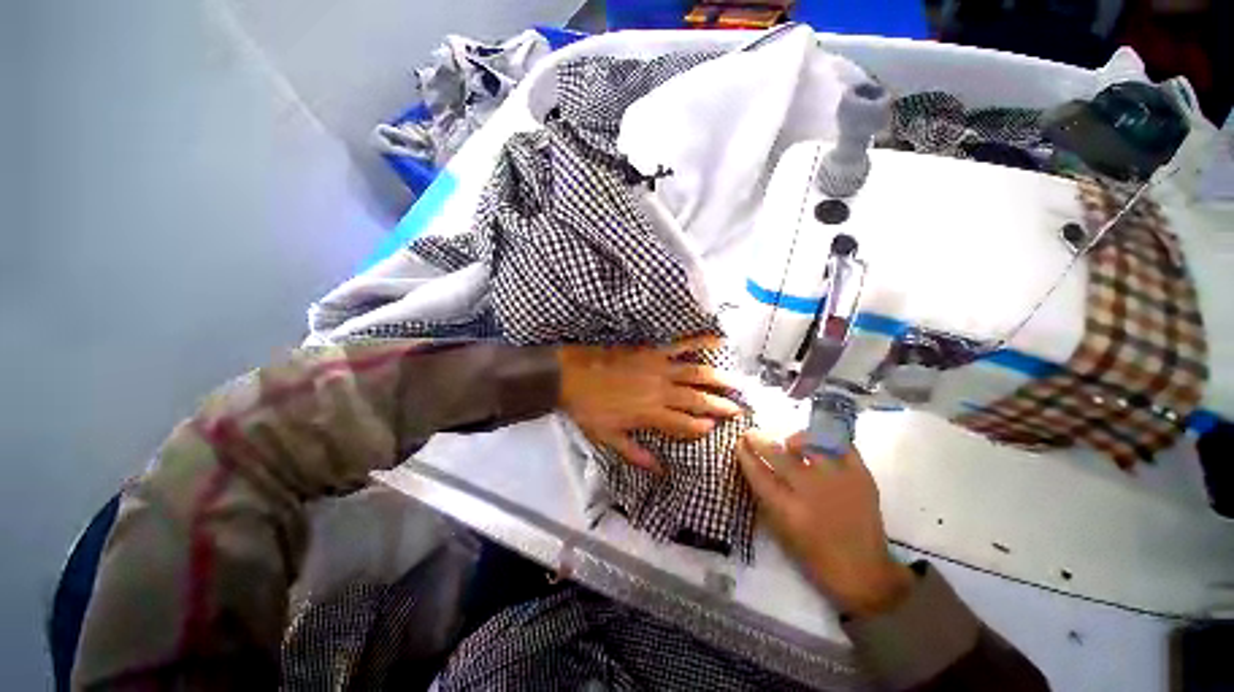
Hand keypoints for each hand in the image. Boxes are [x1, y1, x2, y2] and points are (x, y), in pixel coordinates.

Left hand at [557, 335, 742, 472]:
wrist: (569, 376)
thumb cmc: (587, 409)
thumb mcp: (607, 438)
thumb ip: (635, 454)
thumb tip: (659, 470)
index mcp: (651, 415)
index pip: (685, 425)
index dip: (702, 428)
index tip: (717, 428)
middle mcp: (661, 392)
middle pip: (697, 400)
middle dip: (720, 405)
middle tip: (741, 409)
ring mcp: (658, 368)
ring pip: (695, 375)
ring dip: (719, 379)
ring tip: (739, 383)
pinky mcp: (651, 351)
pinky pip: (680, 345)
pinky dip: (700, 342)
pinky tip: (718, 341)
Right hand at [736, 428, 913, 617]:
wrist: (864, 572)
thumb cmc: (815, 556)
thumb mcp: (781, 532)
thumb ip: (766, 498)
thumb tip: (754, 468)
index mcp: (789, 510)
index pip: (758, 473)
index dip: (746, 455)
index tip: (739, 443)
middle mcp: (812, 491)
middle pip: (779, 455)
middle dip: (759, 441)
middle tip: (751, 433)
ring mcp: (839, 481)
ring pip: (810, 445)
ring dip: (795, 441)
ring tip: (792, 444)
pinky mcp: (862, 477)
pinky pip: (842, 446)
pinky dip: (828, 441)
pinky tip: (819, 446)